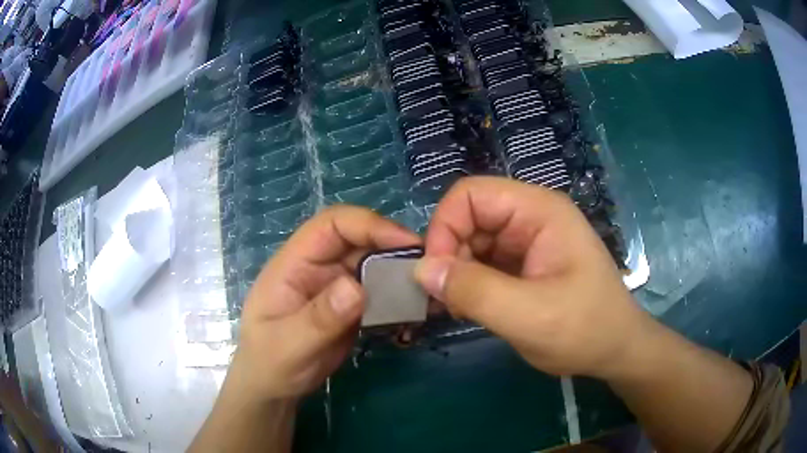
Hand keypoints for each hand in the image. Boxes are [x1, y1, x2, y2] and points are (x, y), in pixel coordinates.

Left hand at [224, 206, 420, 402]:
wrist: (274, 388)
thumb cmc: (269, 363)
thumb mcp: (289, 344)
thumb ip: (320, 317)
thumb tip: (358, 288)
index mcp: (294, 263)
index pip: (332, 225)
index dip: (369, 225)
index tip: (406, 243)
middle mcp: (318, 267)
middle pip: (360, 241)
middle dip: (394, 249)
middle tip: (428, 270)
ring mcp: (336, 287)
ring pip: (374, 265)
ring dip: (400, 275)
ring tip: (427, 293)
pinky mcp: (351, 307)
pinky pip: (379, 292)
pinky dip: (398, 298)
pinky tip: (414, 312)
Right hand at [414, 177, 649, 377]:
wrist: (614, 350)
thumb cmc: (584, 329)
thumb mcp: (529, 316)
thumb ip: (474, 291)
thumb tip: (422, 269)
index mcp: (539, 211)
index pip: (470, 195)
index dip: (444, 227)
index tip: (436, 275)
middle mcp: (531, 217)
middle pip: (468, 217)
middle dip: (449, 255)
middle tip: (447, 299)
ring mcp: (527, 241)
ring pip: (471, 242)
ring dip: (457, 273)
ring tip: (460, 308)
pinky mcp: (523, 264)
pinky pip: (482, 262)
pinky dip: (468, 283)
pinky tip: (471, 308)